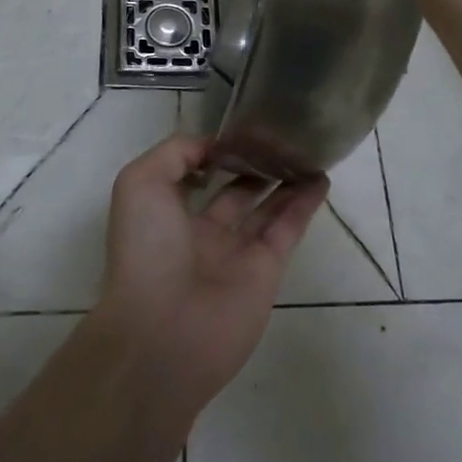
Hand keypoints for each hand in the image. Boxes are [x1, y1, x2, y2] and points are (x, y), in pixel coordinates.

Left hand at [95, 135, 326, 411]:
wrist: (163, 333)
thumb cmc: (146, 250)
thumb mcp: (140, 183)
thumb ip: (176, 153)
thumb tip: (212, 148)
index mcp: (166, 214)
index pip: (193, 175)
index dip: (214, 152)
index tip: (238, 128)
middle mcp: (201, 232)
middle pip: (234, 191)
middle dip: (253, 165)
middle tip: (279, 136)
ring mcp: (236, 253)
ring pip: (265, 207)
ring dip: (285, 180)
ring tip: (306, 150)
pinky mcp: (266, 270)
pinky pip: (288, 228)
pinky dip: (305, 203)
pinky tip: (321, 178)